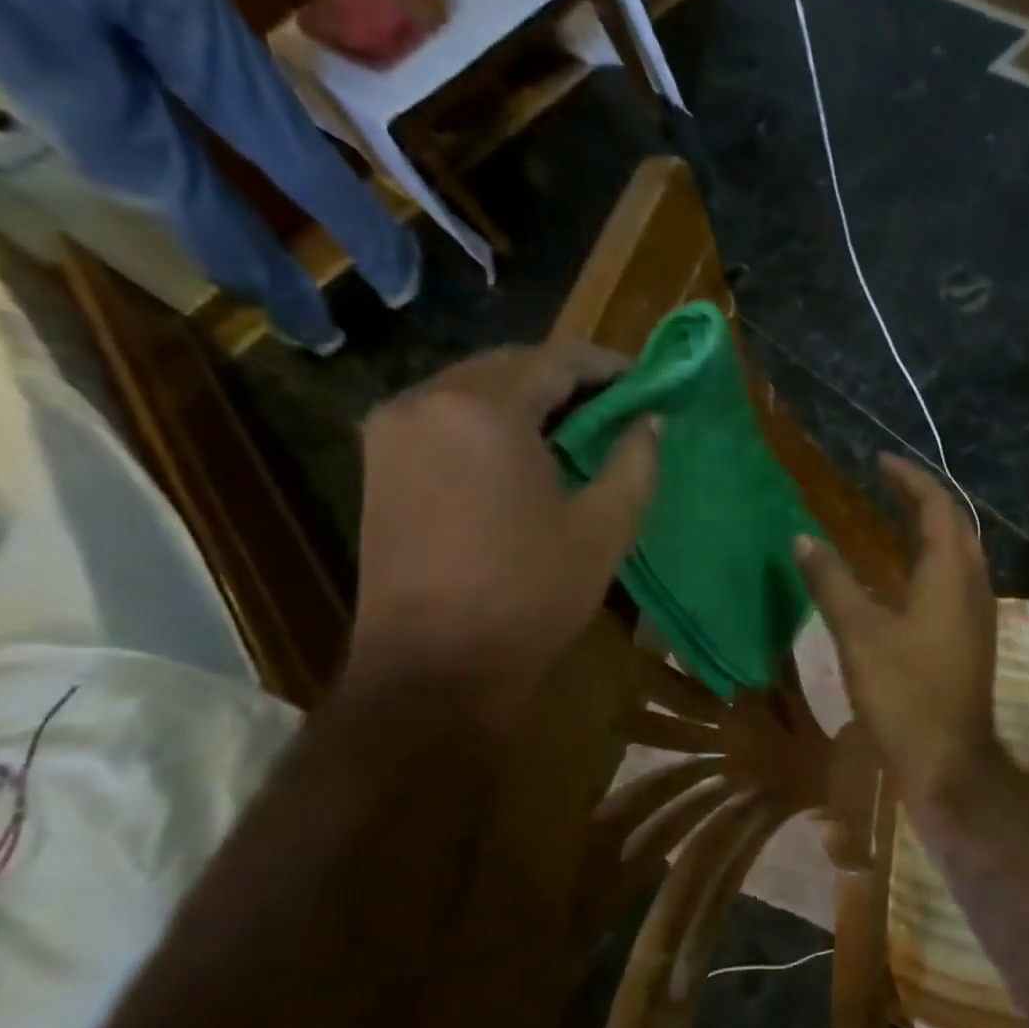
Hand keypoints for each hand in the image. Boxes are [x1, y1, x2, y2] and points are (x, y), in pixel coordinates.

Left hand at [348, 335, 659, 717]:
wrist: (434, 668)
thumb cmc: (530, 595)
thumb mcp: (604, 528)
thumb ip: (635, 461)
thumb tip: (649, 420)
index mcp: (484, 409)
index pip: (556, 359)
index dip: (607, 366)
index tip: (646, 382)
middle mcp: (427, 399)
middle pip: (510, 365)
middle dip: (567, 379)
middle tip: (616, 407)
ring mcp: (392, 429)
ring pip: (473, 387)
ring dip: (528, 398)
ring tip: (576, 430)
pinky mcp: (379, 462)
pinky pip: (445, 416)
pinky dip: (490, 420)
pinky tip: (524, 454)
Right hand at [796, 454, 999, 803]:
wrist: (949, 758)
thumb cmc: (904, 692)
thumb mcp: (858, 633)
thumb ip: (831, 581)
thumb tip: (803, 538)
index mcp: (950, 573)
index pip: (936, 506)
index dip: (909, 480)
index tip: (880, 461)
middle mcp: (973, 584)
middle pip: (954, 525)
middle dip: (923, 499)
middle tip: (886, 485)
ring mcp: (977, 613)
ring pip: (959, 554)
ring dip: (930, 530)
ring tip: (893, 520)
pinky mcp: (972, 637)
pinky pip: (955, 580)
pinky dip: (931, 562)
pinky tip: (904, 577)